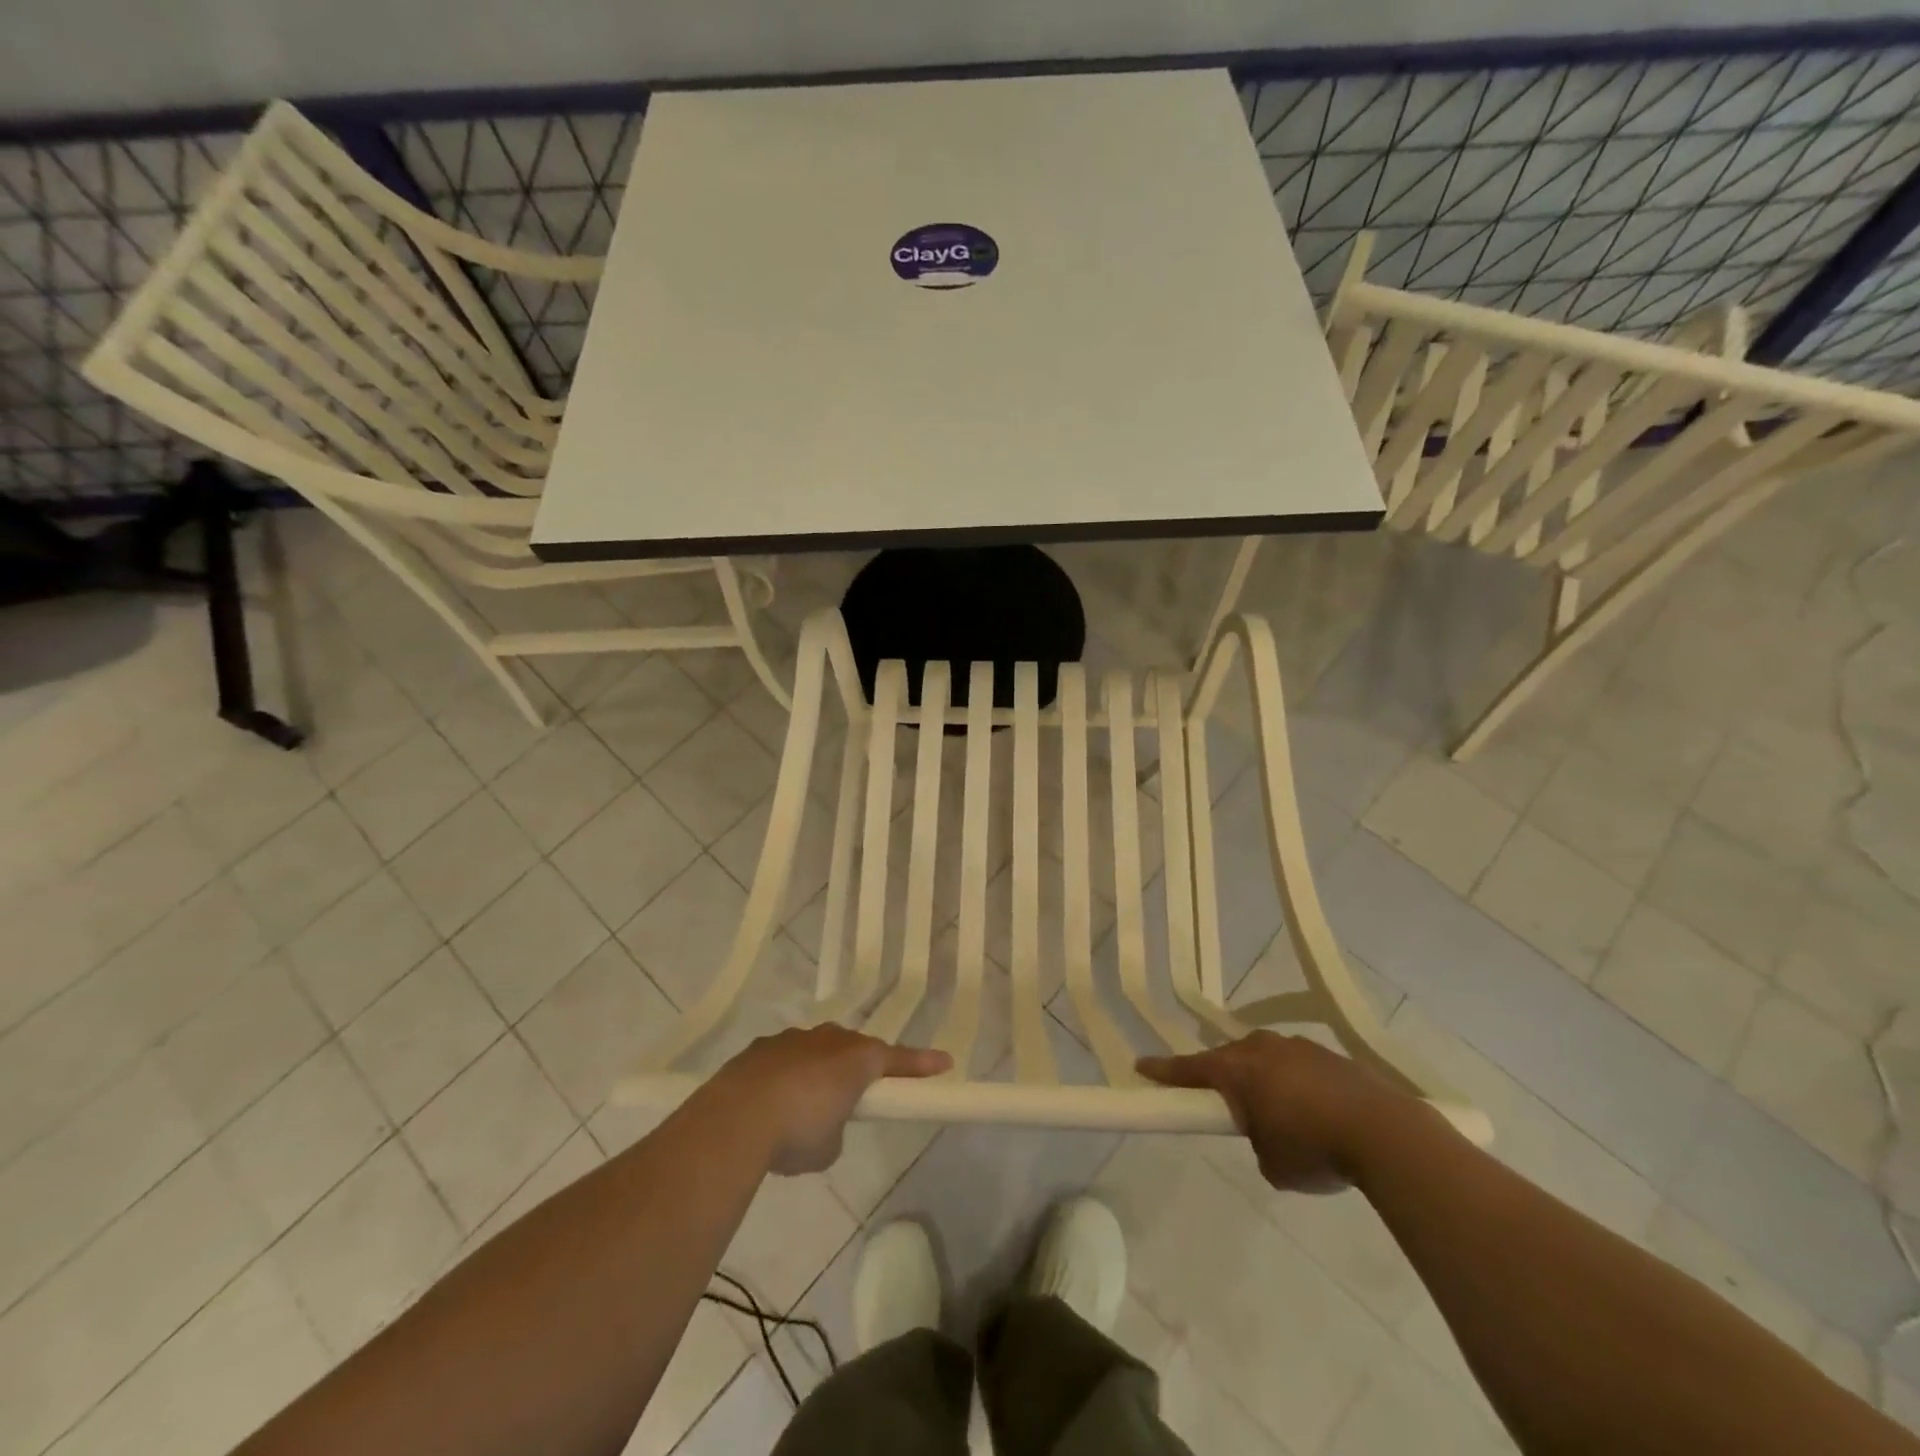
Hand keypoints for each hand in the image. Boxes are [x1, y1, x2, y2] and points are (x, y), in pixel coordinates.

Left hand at [712, 1025, 950, 1175]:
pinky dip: (784, 1077)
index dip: (921, 1064)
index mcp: (857, 1059)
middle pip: (853, 1049)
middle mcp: (828, 1040)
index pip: (897, 1060)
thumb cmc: (798, 1132)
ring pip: (816, 1050)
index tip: (944, 1063)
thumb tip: (823, 1124)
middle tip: (857, 1094)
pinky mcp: (760, 1048)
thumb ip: (836, 1130)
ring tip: (803, 1107)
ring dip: (817, 1071)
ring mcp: (792, 1040)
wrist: (736, 1118)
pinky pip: (783, 1059)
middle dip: (858, 1068)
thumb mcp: (829, 1147)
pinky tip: (769, 1103)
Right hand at [1138, 1031, 1412, 1192]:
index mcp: (1237, 1069)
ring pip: (1268, 1061)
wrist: (1385, 1133)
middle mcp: (1262, 1048)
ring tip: (1284, 1118)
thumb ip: (1257, 1142)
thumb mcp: (1271, 1163)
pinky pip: (1300, 1068)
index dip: (1164, 1071)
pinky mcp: (1332, 1056)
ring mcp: (1299, 1047)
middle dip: (1225, 1079)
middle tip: (1229, 1107)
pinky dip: (1299, 1087)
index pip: (1189, 1069)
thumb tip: (1269, 1133)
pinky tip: (1318, 1114)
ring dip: (1267, 1082)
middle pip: (1230, 1059)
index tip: (1141, 1067)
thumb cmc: (1313, 1148)